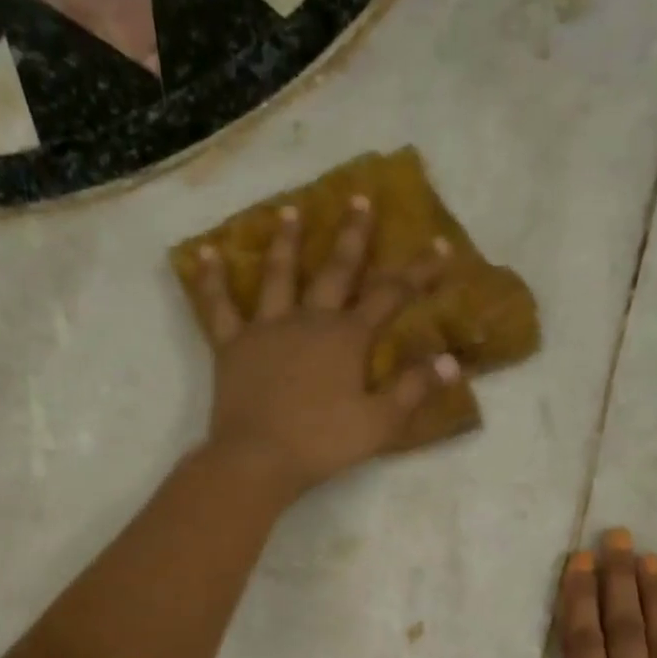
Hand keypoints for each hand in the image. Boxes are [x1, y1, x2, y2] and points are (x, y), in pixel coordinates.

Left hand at [192, 197, 460, 500]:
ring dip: (287, 241)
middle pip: (336, 270)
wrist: (259, 458)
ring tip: (291, 210)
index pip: (390, 296)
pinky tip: (206, 252)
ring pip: (278, 275)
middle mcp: (309, 320)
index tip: (438, 246)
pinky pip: (219, 306)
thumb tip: (450, 359)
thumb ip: (413, 388)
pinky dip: (212, 279)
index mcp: (348, 338)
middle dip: (353, 235)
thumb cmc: (323, 444)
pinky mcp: (232, 345)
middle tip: (360, 199)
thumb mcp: (380, 423)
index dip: (417, 272)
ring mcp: (267, 328)